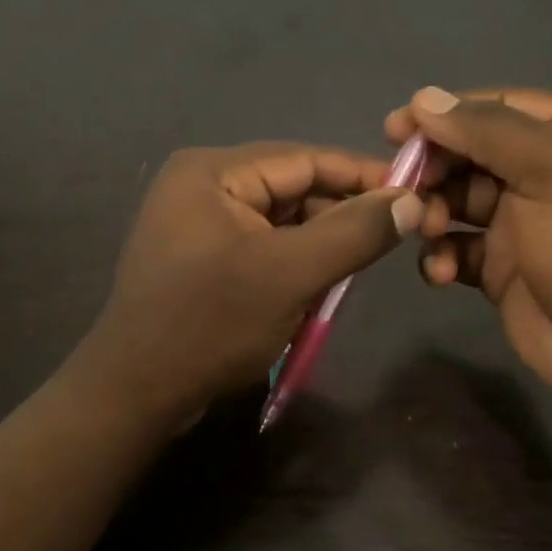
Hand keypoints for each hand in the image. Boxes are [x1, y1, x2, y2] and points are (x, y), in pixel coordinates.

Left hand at [73, 143, 424, 423]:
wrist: (135, 393)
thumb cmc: (209, 324)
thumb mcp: (289, 274)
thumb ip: (353, 232)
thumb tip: (410, 199)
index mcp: (212, 171)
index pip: (305, 158)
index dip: (363, 175)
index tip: (416, 192)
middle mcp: (200, 186)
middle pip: (292, 189)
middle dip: (340, 216)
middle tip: (393, 241)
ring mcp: (196, 225)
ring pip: (279, 223)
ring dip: (318, 246)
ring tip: (354, 272)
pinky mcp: (199, 261)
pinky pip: (260, 249)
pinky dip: (292, 266)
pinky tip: (316, 290)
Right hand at [384, 86, 551, 428]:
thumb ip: (488, 130)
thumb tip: (424, 98)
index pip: (500, 106)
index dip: (447, 113)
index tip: (395, 129)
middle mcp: (548, 175)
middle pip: (472, 154)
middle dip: (435, 168)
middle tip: (402, 187)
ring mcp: (523, 225)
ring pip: (457, 201)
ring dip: (433, 213)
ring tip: (428, 231)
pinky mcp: (501, 270)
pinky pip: (456, 249)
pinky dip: (440, 256)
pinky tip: (440, 273)